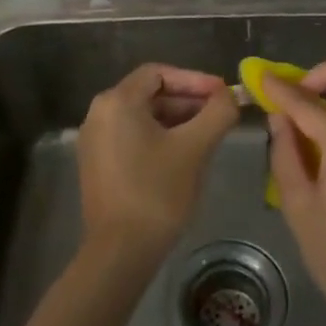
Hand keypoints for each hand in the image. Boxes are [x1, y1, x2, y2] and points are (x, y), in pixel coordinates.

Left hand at [76, 63, 238, 271]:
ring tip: (209, 134)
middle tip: (220, 114)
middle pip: (150, 93)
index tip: (223, 94)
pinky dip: (160, 137)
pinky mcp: (98, 164)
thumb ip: (218, 113)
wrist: (120, 252)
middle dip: (188, 100)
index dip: (195, 80)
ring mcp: (95, 140)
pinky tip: (185, 154)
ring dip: (177, 119)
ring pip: (143, 116)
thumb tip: (231, 96)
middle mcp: (99, 113)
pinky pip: (133, 136)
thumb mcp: (195, 148)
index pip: (160, 73)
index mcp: (117, 101)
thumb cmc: (157, 192)